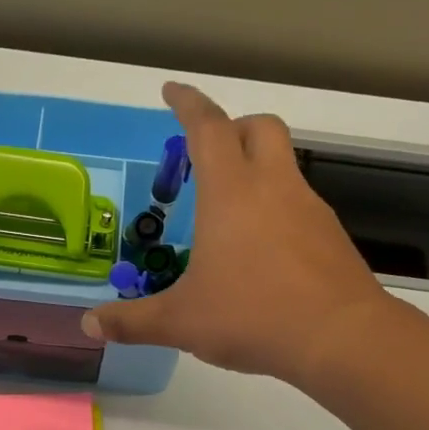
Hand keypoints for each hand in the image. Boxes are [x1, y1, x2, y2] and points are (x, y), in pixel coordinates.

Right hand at [82, 82, 395, 387]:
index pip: (207, 128)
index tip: (171, 91)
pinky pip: (299, 204)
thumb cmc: (252, 316)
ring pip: (284, 166)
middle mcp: (273, 188)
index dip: (187, 104)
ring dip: (256, 170)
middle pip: (259, 128)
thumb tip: (88, 325)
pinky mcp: (330, 236)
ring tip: (228, 216)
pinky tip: (262, 253)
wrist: (340, 338)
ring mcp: (309, 209)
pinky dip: (276, 209)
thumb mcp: (181, 322)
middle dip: (232, 128)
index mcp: (231, 193)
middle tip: (206, 156)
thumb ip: (132, 322)